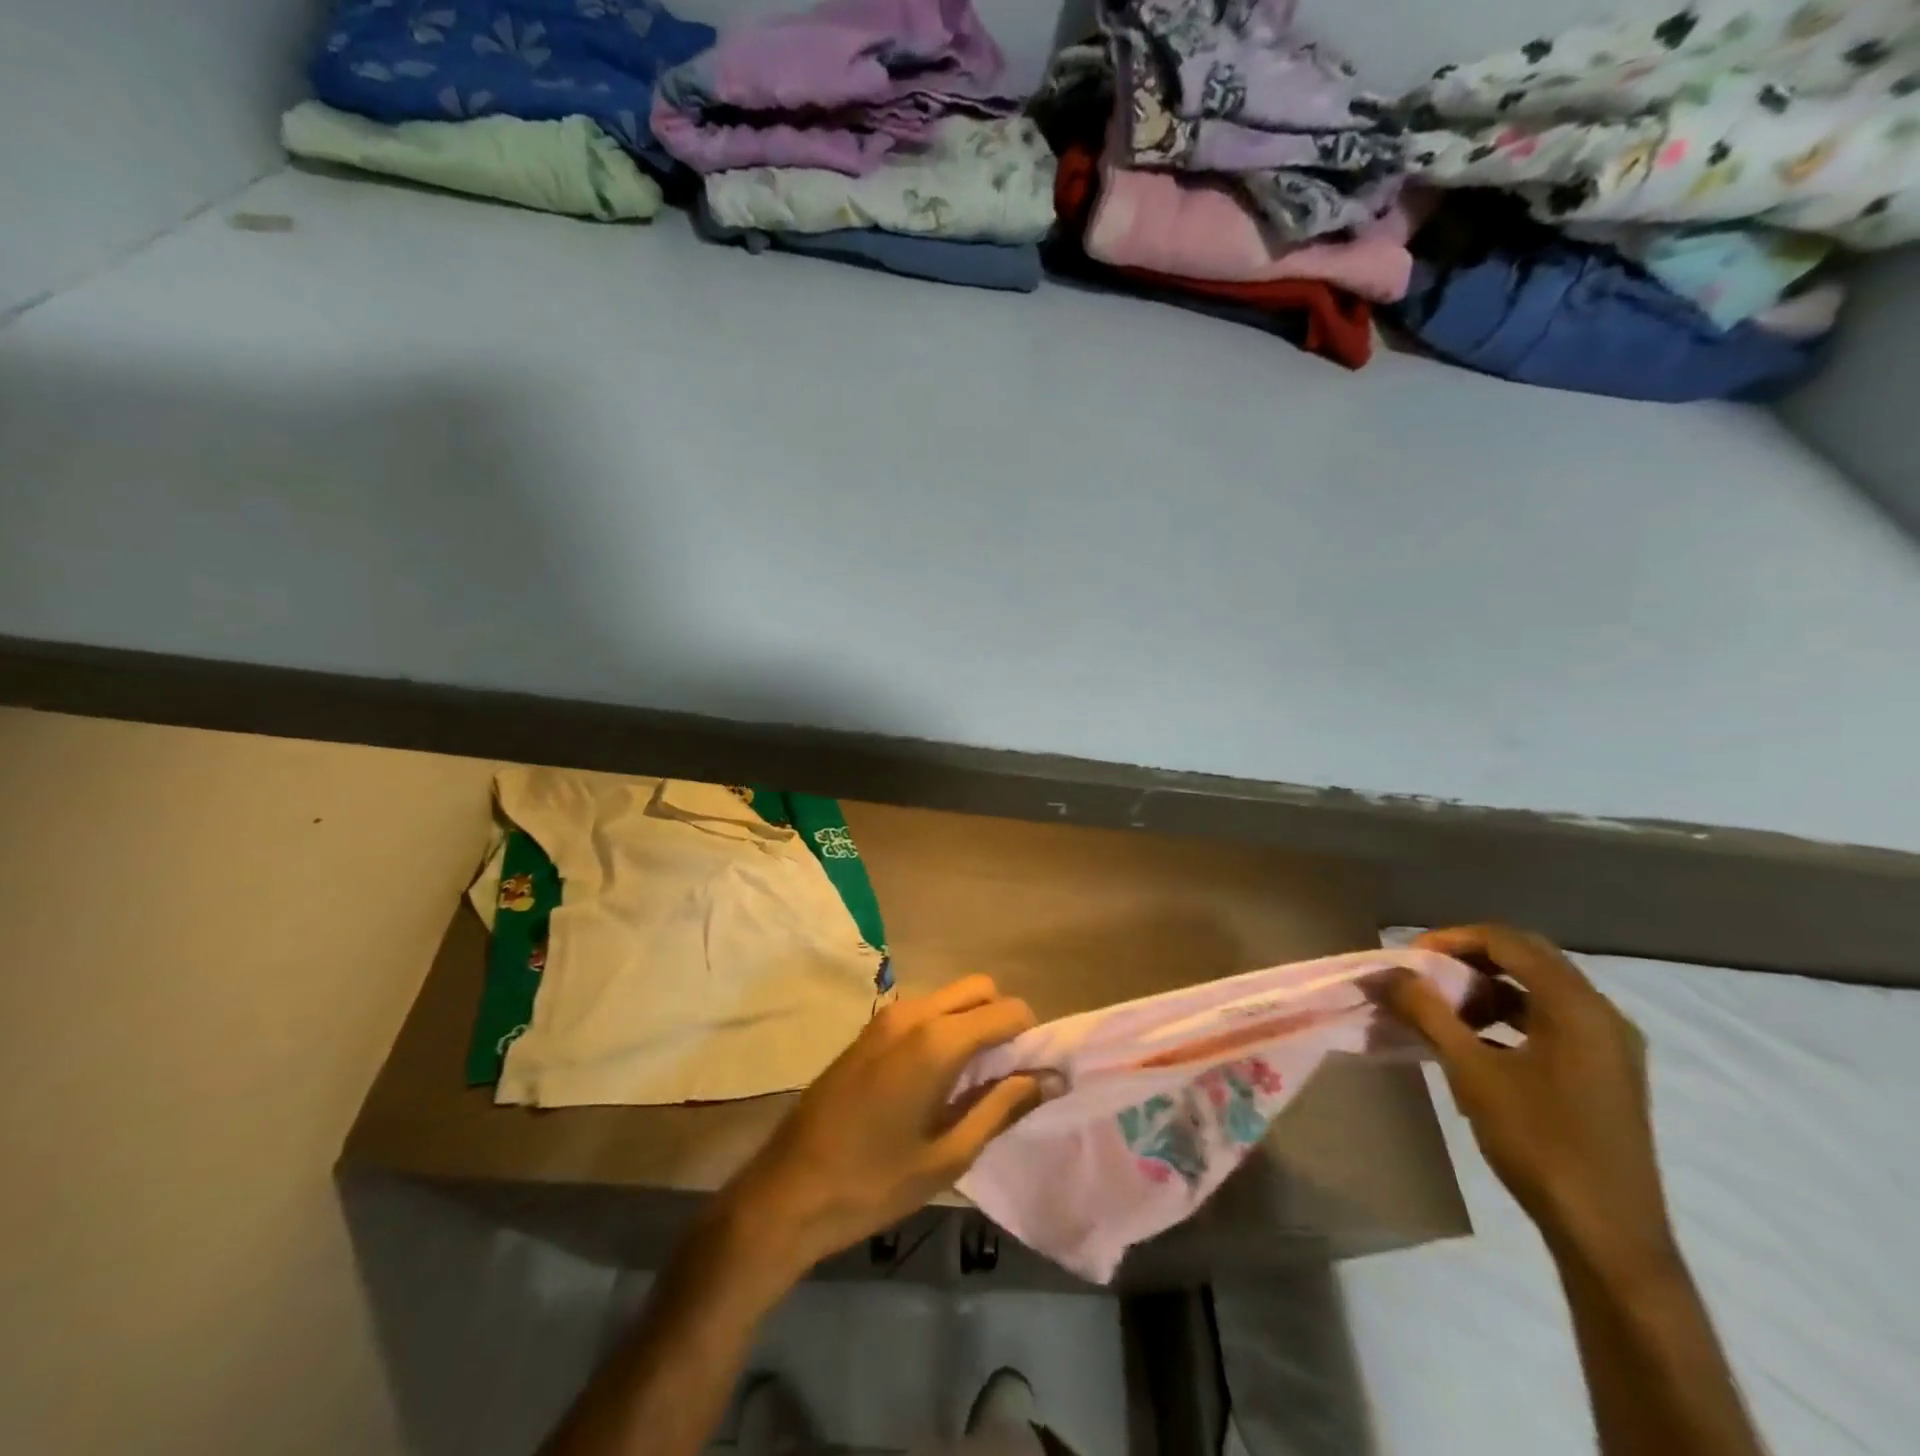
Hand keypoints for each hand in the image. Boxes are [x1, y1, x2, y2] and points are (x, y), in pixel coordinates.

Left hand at [722, 976, 1044, 1272]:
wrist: (786, 1191)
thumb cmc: (873, 1182)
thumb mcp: (948, 1155)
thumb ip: (1002, 1107)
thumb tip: (1052, 1078)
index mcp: (937, 1039)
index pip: (1007, 1010)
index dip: (1030, 1038)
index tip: (1033, 1075)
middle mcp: (913, 1012)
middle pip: (979, 988)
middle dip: (1002, 1020)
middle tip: (1004, 1075)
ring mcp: (885, 1017)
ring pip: (949, 996)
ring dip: (971, 1022)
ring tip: (970, 1082)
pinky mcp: (868, 1030)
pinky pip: (922, 1011)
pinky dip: (943, 1027)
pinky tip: (934, 1079)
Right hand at [1383, 925, 1676, 1274]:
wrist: (1607, 1235)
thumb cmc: (1539, 1143)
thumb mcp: (1472, 1073)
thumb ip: (1428, 1013)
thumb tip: (1389, 974)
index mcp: (1577, 1006)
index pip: (1507, 941)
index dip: (1452, 939)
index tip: (1409, 959)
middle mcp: (1602, 1014)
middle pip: (1527, 958)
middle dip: (1468, 958)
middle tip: (1422, 975)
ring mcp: (1610, 1044)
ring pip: (1539, 989)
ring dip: (1487, 987)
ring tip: (1442, 1007)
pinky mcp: (1606, 1071)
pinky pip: (1551, 1019)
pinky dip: (1509, 1015)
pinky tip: (1475, 1039)